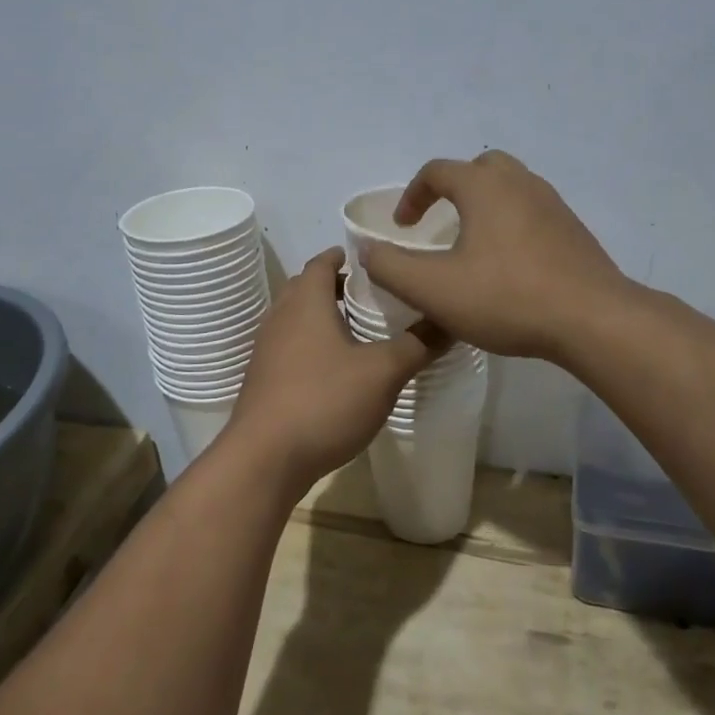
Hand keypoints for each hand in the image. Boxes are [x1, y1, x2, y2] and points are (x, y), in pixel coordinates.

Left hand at [222, 249, 448, 491]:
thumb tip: (450, 320)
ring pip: (296, 319)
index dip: (344, 256)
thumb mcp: (383, 373)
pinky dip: (311, 344)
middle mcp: (281, 317)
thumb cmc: (325, 401)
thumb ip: (417, 345)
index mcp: (306, 302)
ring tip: (358, 329)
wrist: (265, 458)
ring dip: (323, 317)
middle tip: (372, 294)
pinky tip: (335, 368)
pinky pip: (290, 347)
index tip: (371, 259)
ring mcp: (267, 350)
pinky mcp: (263, 379)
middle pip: (307, 288)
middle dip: (336, 286)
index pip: (322, 263)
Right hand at [361, 151, 628, 363]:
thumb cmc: (506, 297)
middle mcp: (520, 183)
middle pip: (480, 168)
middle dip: (454, 189)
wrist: (592, 319)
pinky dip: (511, 223)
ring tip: (472, 243)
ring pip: (510, 188)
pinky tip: (508, 264)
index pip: (437, 171)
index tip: (403, 227)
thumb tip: (368, 250)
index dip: (412, 196)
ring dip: (485, 205)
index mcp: (484, 187)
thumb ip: (391, 267)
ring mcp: (552, 204)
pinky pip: (532, 212)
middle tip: (441, 222)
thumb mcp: (433, 289)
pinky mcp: (573, 230)